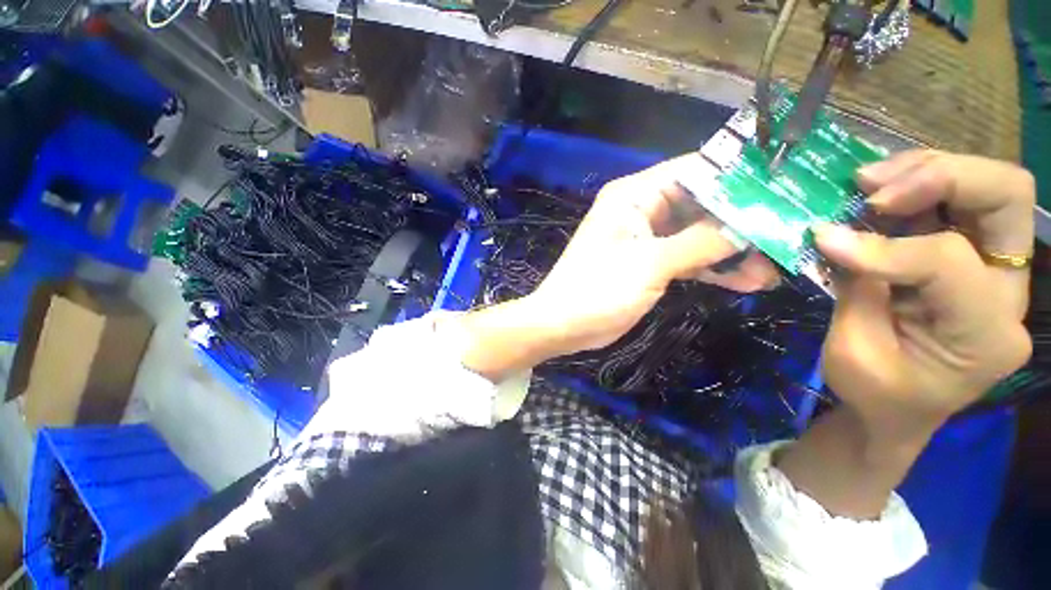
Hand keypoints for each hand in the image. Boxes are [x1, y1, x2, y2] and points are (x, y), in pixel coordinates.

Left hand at [457, 154, 778, 381]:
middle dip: (742, 220)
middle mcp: (642, 211)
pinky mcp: (649, 264)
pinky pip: (688, 259)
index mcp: (634, 196)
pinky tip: (748, 281)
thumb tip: (749, 226)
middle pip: (701, 204)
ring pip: (698, 235)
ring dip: (733, 249)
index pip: (694, 171)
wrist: (565, 325)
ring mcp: (647, 239)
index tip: (784, 187)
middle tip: (789, 232)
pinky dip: (714, 269)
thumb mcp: (650, 263)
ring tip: (775, 266)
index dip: (738, 177)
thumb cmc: (598, 289)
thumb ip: (700, 242)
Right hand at [777, 151, 1033, 519]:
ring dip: (927, 171)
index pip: (949, 263)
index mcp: (986, 336)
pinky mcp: (973, 258)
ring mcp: (997, 270)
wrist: (898, 409)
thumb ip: (856, 289)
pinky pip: (962, 201)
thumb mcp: (853, 352)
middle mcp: (1007, 293)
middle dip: (939, 178)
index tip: (824, 239)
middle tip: (872, 188)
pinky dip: (921, 184)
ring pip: (991, 186)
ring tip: (868, 181)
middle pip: (1006, 196)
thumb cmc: (874, 393)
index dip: (884, 247)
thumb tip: (832, 234)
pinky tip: (882, 190)